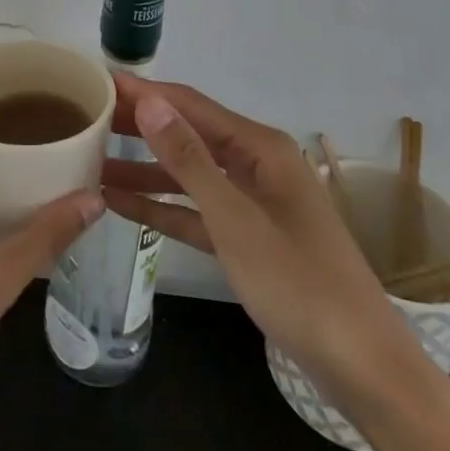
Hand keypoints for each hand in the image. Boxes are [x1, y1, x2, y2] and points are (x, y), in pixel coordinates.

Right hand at [102, 73, 403, 403]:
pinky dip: (162, 206)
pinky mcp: (247, 237)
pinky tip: (120, 204)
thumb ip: (189, 160)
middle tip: (86, 117)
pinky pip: (196, 211)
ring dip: (143, 169)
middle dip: (139, 126)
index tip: (99, 81)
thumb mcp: (236, 220)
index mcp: (259, 147)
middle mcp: (255, 163)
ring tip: (91, 160)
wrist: (364, 369)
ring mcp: (251, 201)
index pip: (189, 105)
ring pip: (187, 173)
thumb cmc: (299, 284)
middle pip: (187, 134)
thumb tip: (150, 101)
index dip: (144, 91)